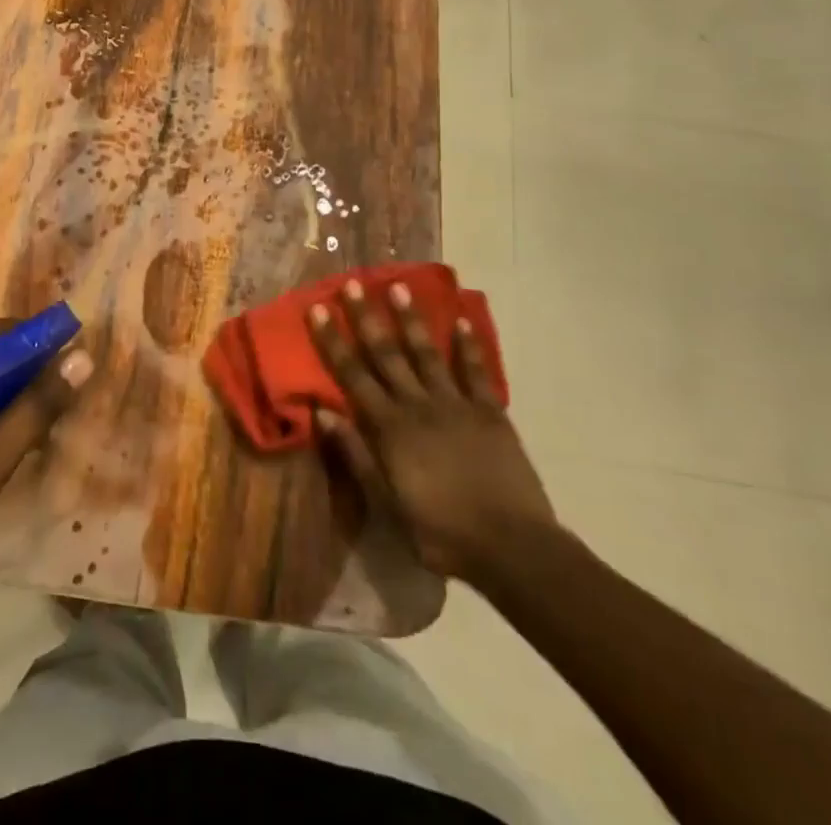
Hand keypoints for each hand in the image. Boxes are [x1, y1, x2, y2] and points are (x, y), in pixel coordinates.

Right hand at [308, 279, 556, 590]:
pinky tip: (461, 321)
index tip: (318, 309)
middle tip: (355, 283)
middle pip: (387, 354)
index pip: (353, 375)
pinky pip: (476, 372)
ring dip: (412, 320)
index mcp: (390, 428)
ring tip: (400, 287)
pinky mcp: (491, 412)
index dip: (333, 341)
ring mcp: (457, 405)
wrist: (512, 547)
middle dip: (367, 318)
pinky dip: (468, 345)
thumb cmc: (441, 532)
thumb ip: (356, 455)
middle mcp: (419, 405)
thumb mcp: (387, 504)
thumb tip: (323, 413)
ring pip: (427, 353)